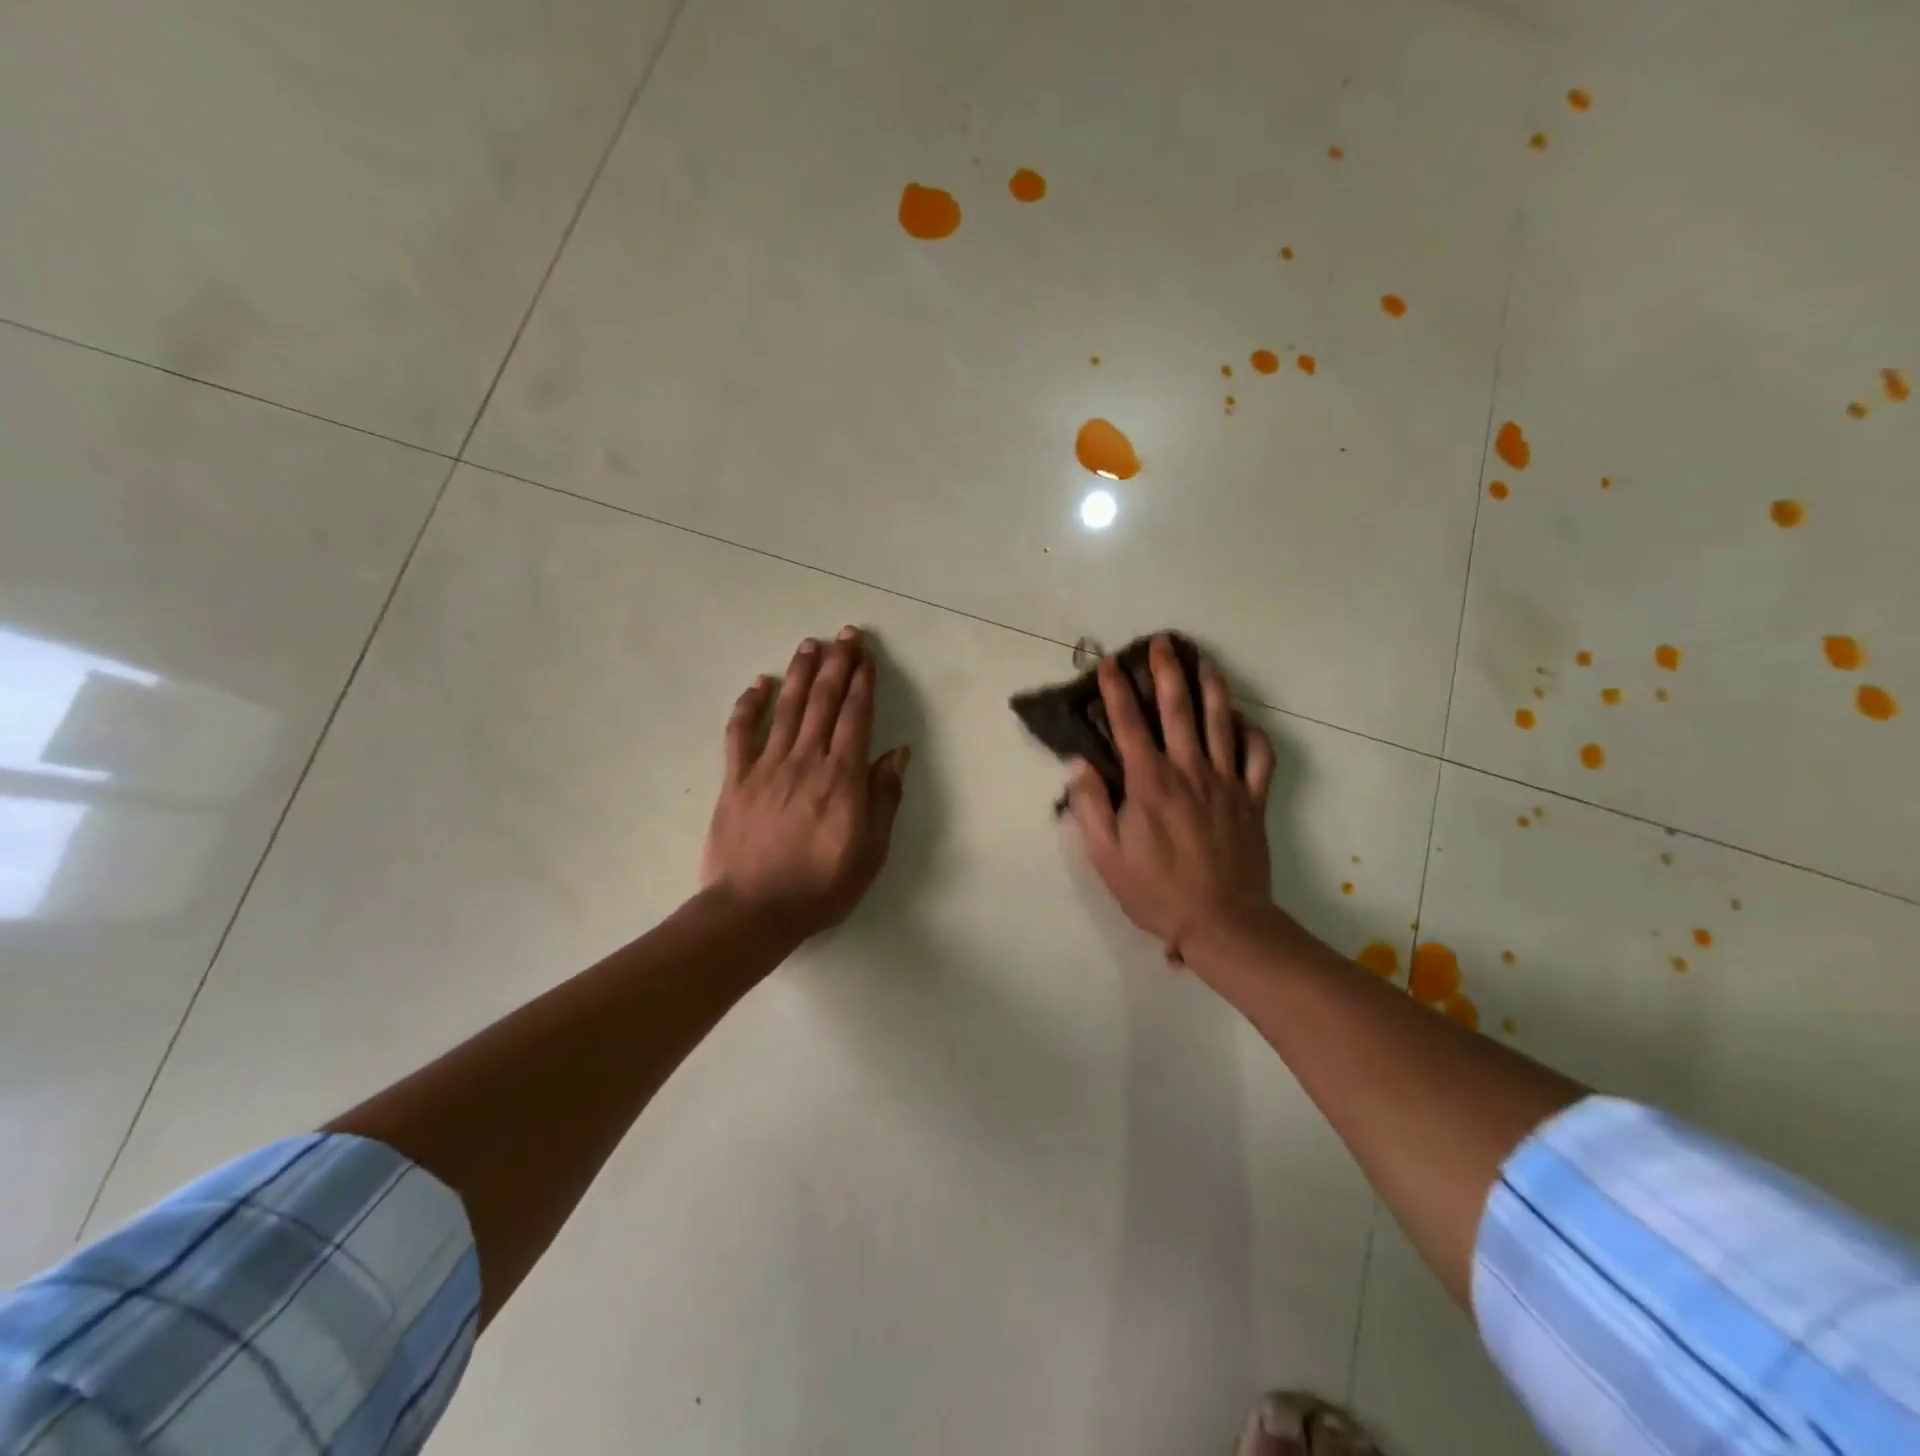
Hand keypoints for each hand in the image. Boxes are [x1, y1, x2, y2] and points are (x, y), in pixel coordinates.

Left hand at [701, 627, 909, 939]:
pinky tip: (759, 684)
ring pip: (788, 708)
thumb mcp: (871, 851)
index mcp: (842, 778)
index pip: (856, 717)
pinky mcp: (736, 778)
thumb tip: (898, 753)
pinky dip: (749, 705)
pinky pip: (741, 732)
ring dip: (801, 673)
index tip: (867, 656)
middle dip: (838, 664)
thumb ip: (884, 798)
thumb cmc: (821, 886)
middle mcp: (806, 761)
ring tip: (810, 644)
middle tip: (846, 634)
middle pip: (825, 702)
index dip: (863, 682)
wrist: (754, 911)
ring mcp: (767, 766)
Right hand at [1066, 636, 1276, 960]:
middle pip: (1178, 709)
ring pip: (1221, 721)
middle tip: (1162, 642)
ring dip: (1212, 686)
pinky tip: (1242, 719)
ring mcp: (1226, 781)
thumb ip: (1090, 805)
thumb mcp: (1106, 855)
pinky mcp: (1253, 798)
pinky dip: (1252, 731)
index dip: (1116, 690)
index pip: (1128, 724)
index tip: (1107, 662)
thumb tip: (1079, 764)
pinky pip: (1259, 755)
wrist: (1222, 922)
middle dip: (1167, 671)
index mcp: (1150, 782)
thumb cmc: (1155, 890)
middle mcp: (1189, 770)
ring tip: (1204, 660)